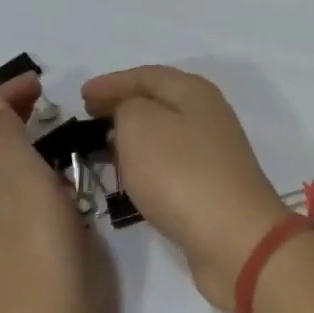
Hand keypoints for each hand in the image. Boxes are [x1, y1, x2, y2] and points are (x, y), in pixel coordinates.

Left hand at [0, 74, 112, 312]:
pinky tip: (50, 177)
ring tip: (52, 131)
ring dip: (15, 146)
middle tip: (48, 101)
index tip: (42, 80)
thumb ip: (5, 141)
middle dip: (5, 119)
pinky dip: (22, 177)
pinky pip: (1, 202)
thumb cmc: (42, 266)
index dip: (0, 98)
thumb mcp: (25, 189)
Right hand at [82, 66, 292, 312]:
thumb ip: (126, 107)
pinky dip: (147, 164)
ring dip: (134, 137)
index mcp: (194, 91)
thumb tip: (129, 114)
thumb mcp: (140, 125)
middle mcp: (208, 115)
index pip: (146, 75)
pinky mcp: (212, 186)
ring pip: (165, 134)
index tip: (80, 95)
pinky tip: (131, 177)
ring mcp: (213, 152)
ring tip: (102, 147)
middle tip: (88, 119)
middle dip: (122, 107)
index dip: (112, 82)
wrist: (233, 237)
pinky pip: (170, 164)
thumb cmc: (181, 173)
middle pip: (159, 102)